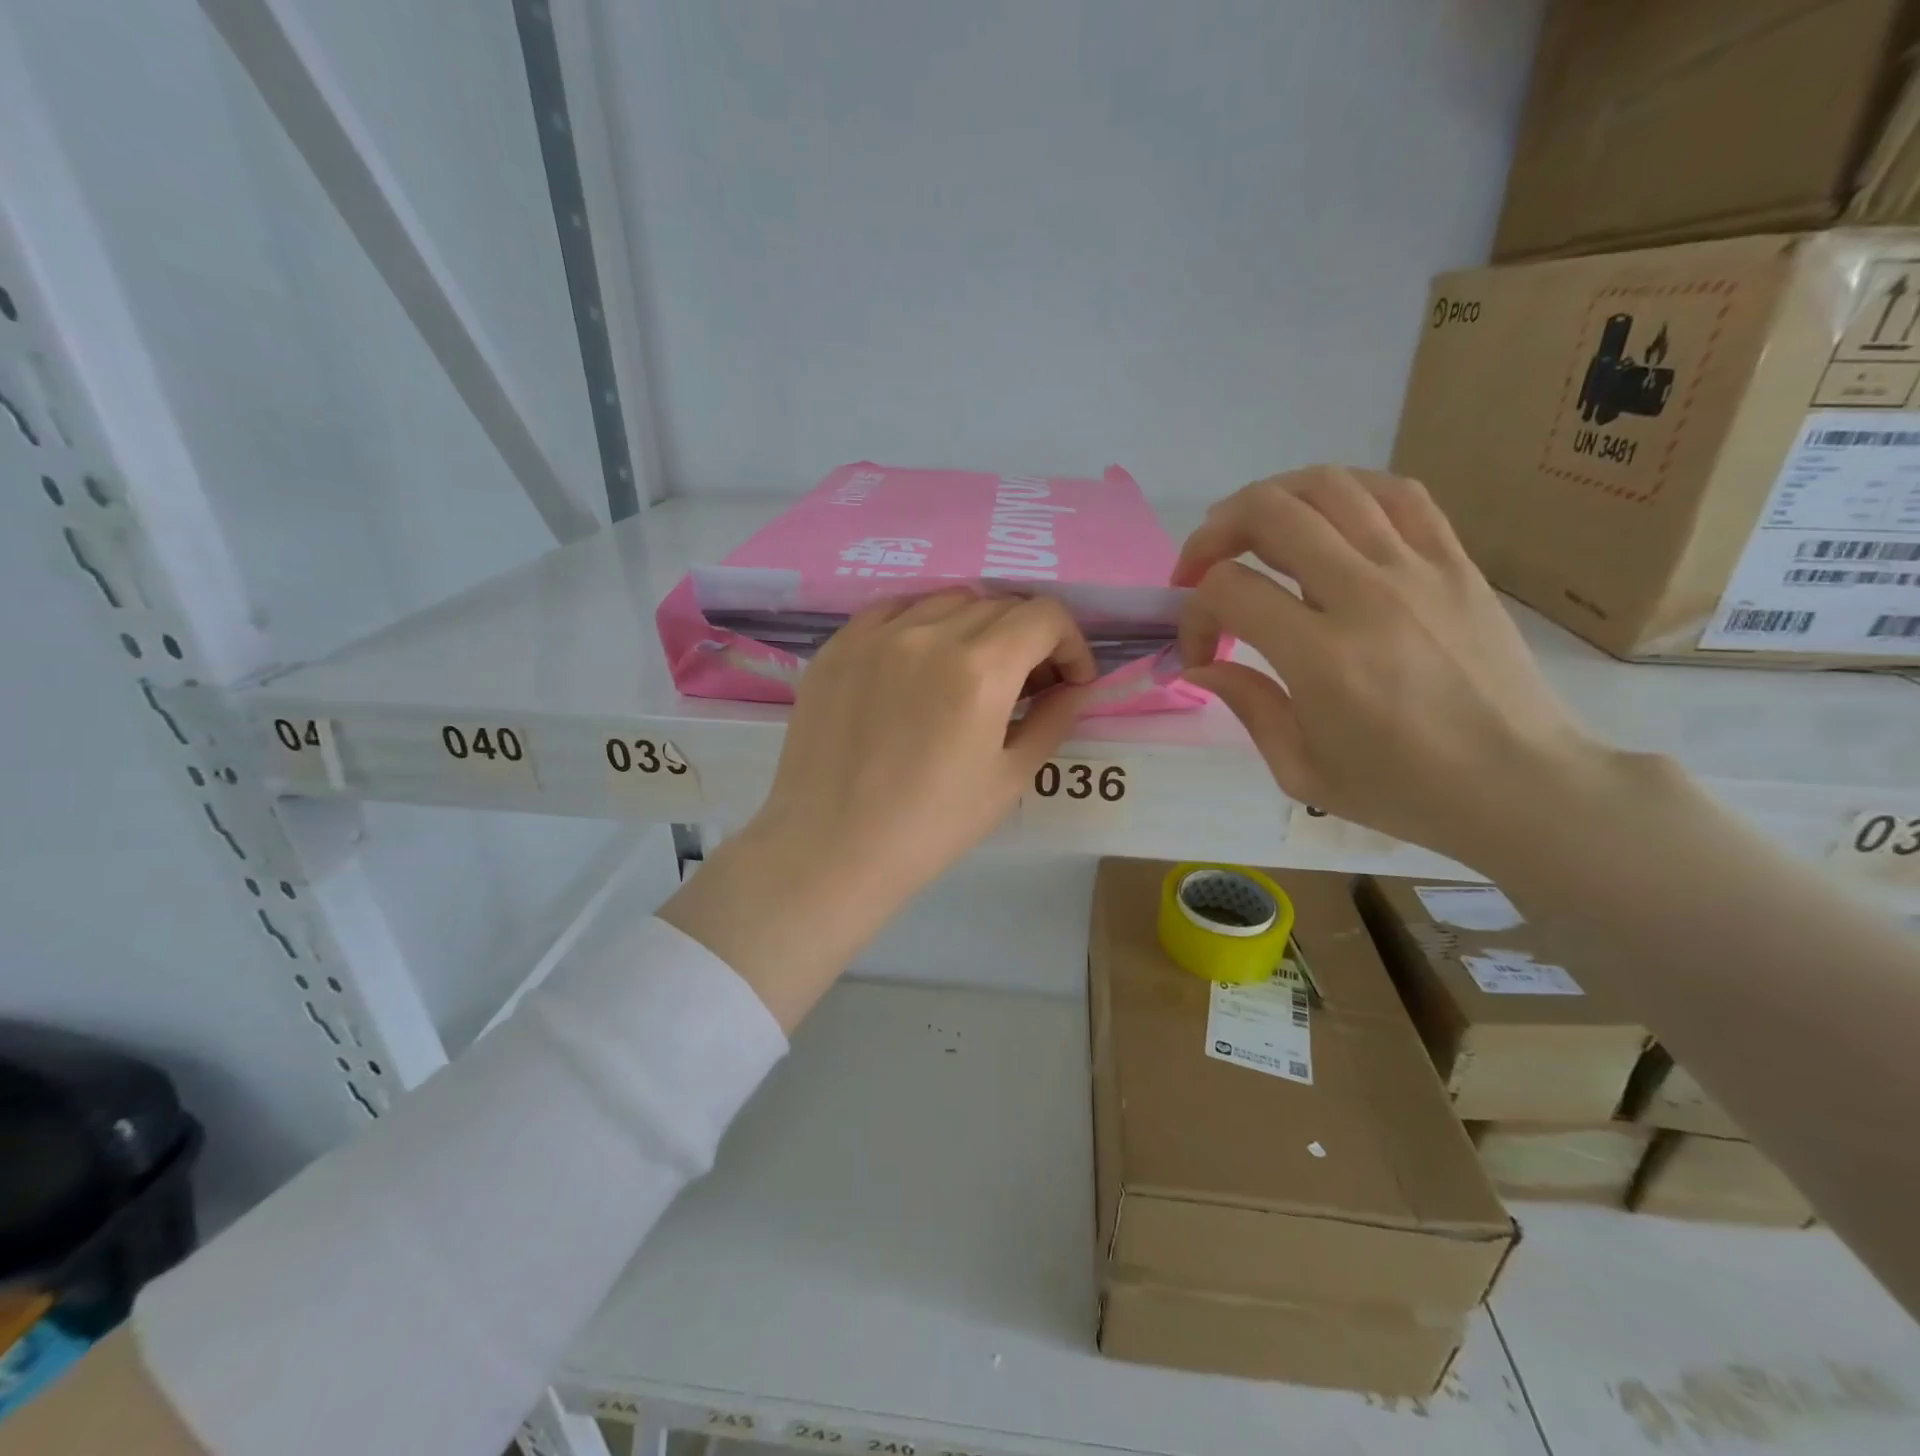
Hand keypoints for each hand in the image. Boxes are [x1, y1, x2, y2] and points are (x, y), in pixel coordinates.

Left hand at [662, 591, 1093, 1027]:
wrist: (831, 848)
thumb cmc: (931, 826)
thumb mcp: (1009, 778)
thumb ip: (1053, 718)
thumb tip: (1074, 685)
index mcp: (980, 669)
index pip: (1044, 615)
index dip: (1071, 643)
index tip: (1068, 680)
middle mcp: (928, 634)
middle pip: (1000, 605)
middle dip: (1028, 639)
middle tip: (1026, 685)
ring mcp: (876, 634)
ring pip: (947, 600)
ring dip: (976, 627)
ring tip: (969, 673)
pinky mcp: (838, 645)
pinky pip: (894, 610)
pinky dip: (922, 625)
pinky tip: (918, 663)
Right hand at [1175, 466, 1606, 863]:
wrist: (1522, 785)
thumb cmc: (1404, 792)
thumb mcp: (1302, 772)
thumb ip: (1246, 706)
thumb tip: (1200, 667)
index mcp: (1323, 658)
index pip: (1229, 591)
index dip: (1193, 614)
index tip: (1200, 653)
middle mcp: (1368, 596)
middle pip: (1270, 513)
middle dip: (1214, 533)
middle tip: (1200, 568)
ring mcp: (1419, 570)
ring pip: (1329, 487)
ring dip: (1270, 498)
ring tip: (1251, 531)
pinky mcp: (1456, 562)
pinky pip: (1396, 493)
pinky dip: (1344, 491)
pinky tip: (1323, 517)